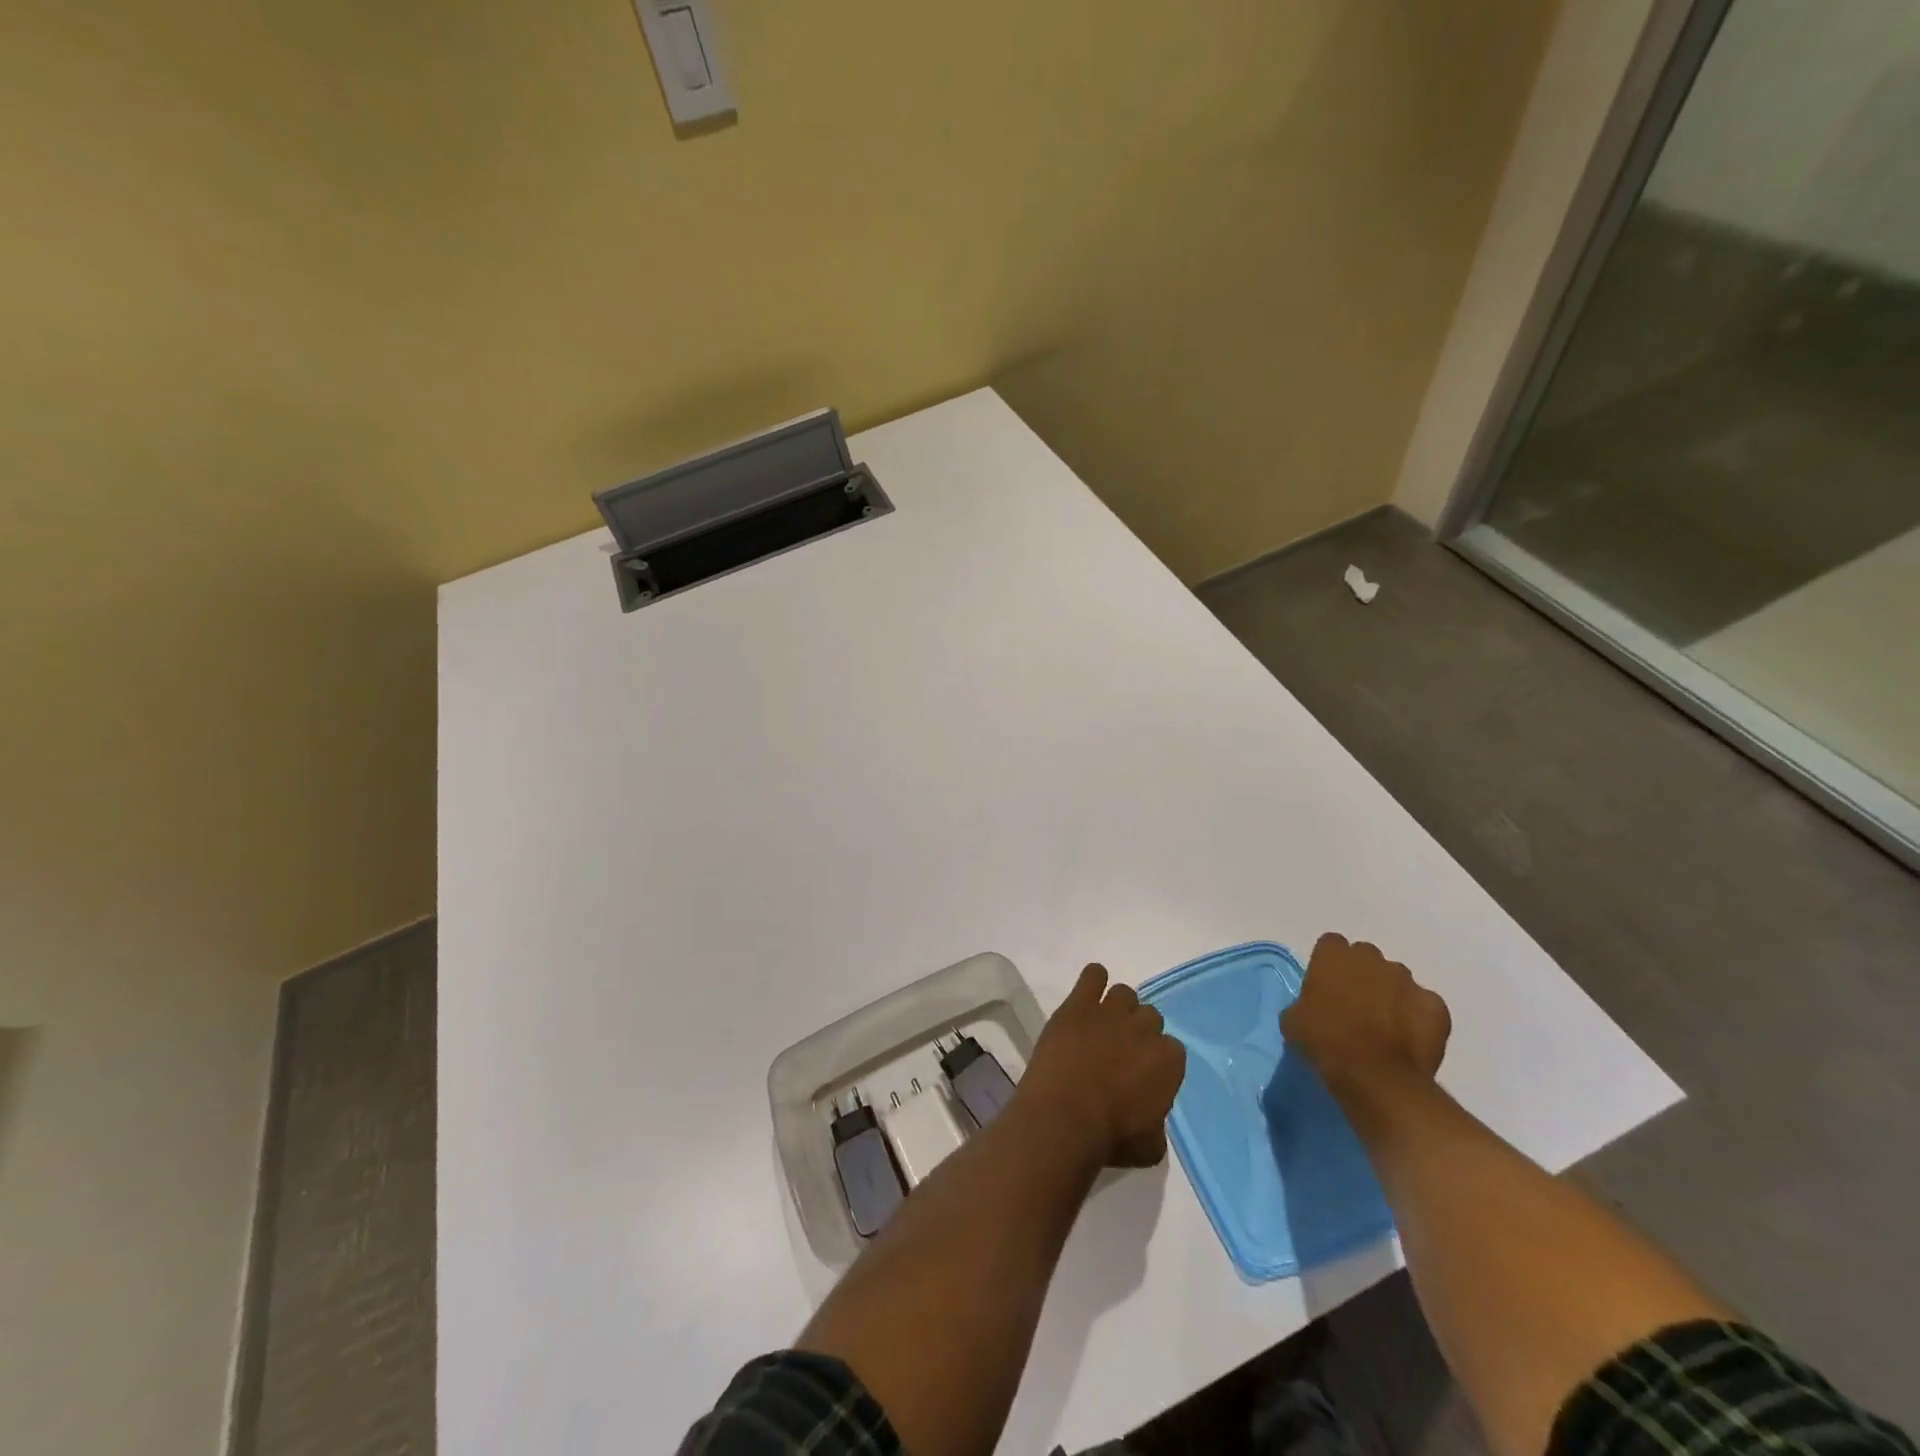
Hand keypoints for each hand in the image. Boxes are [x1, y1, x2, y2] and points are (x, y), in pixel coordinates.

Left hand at [1016, 963, 1186, 1168]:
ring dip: (1116, 1007)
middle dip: (1137, 1032)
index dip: (1155, 1060)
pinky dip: (1093, 979)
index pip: (1171, 1050)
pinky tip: (1087, 993)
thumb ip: (1158, 1122)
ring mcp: (1111, 1011)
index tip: (1141, 1073)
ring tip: (1100, 1026)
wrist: (1064, 1117)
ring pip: (1124, 994)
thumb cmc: (1110, 1138)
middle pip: (1149, 1017)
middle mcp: (1145, 1028)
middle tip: (1118, 1051)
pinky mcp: (1080, 1003)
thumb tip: (1151, 1115)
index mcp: (1168, 1061)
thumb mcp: (1151, 1146)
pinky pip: (1094, 975)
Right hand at [1281, 933, 1450, 1086]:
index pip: (1331, 944)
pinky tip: (1408, 1039)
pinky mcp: (1435, 1006)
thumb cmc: (1326, 1043)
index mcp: (1334, 956)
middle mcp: (1372, 959)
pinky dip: (1417, 1017)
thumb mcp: (1293, 1021)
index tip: (1326, 986)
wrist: (1376, 1078)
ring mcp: (1408, 981)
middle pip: (1366, 957)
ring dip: (1390, 994)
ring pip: (1397, 979)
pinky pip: (1424, 1005)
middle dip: (1362, 975)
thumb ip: (1304, 1002)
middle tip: (1354, 1005)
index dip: (1328, 964)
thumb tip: (1312, 1007)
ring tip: (1384, 1025)